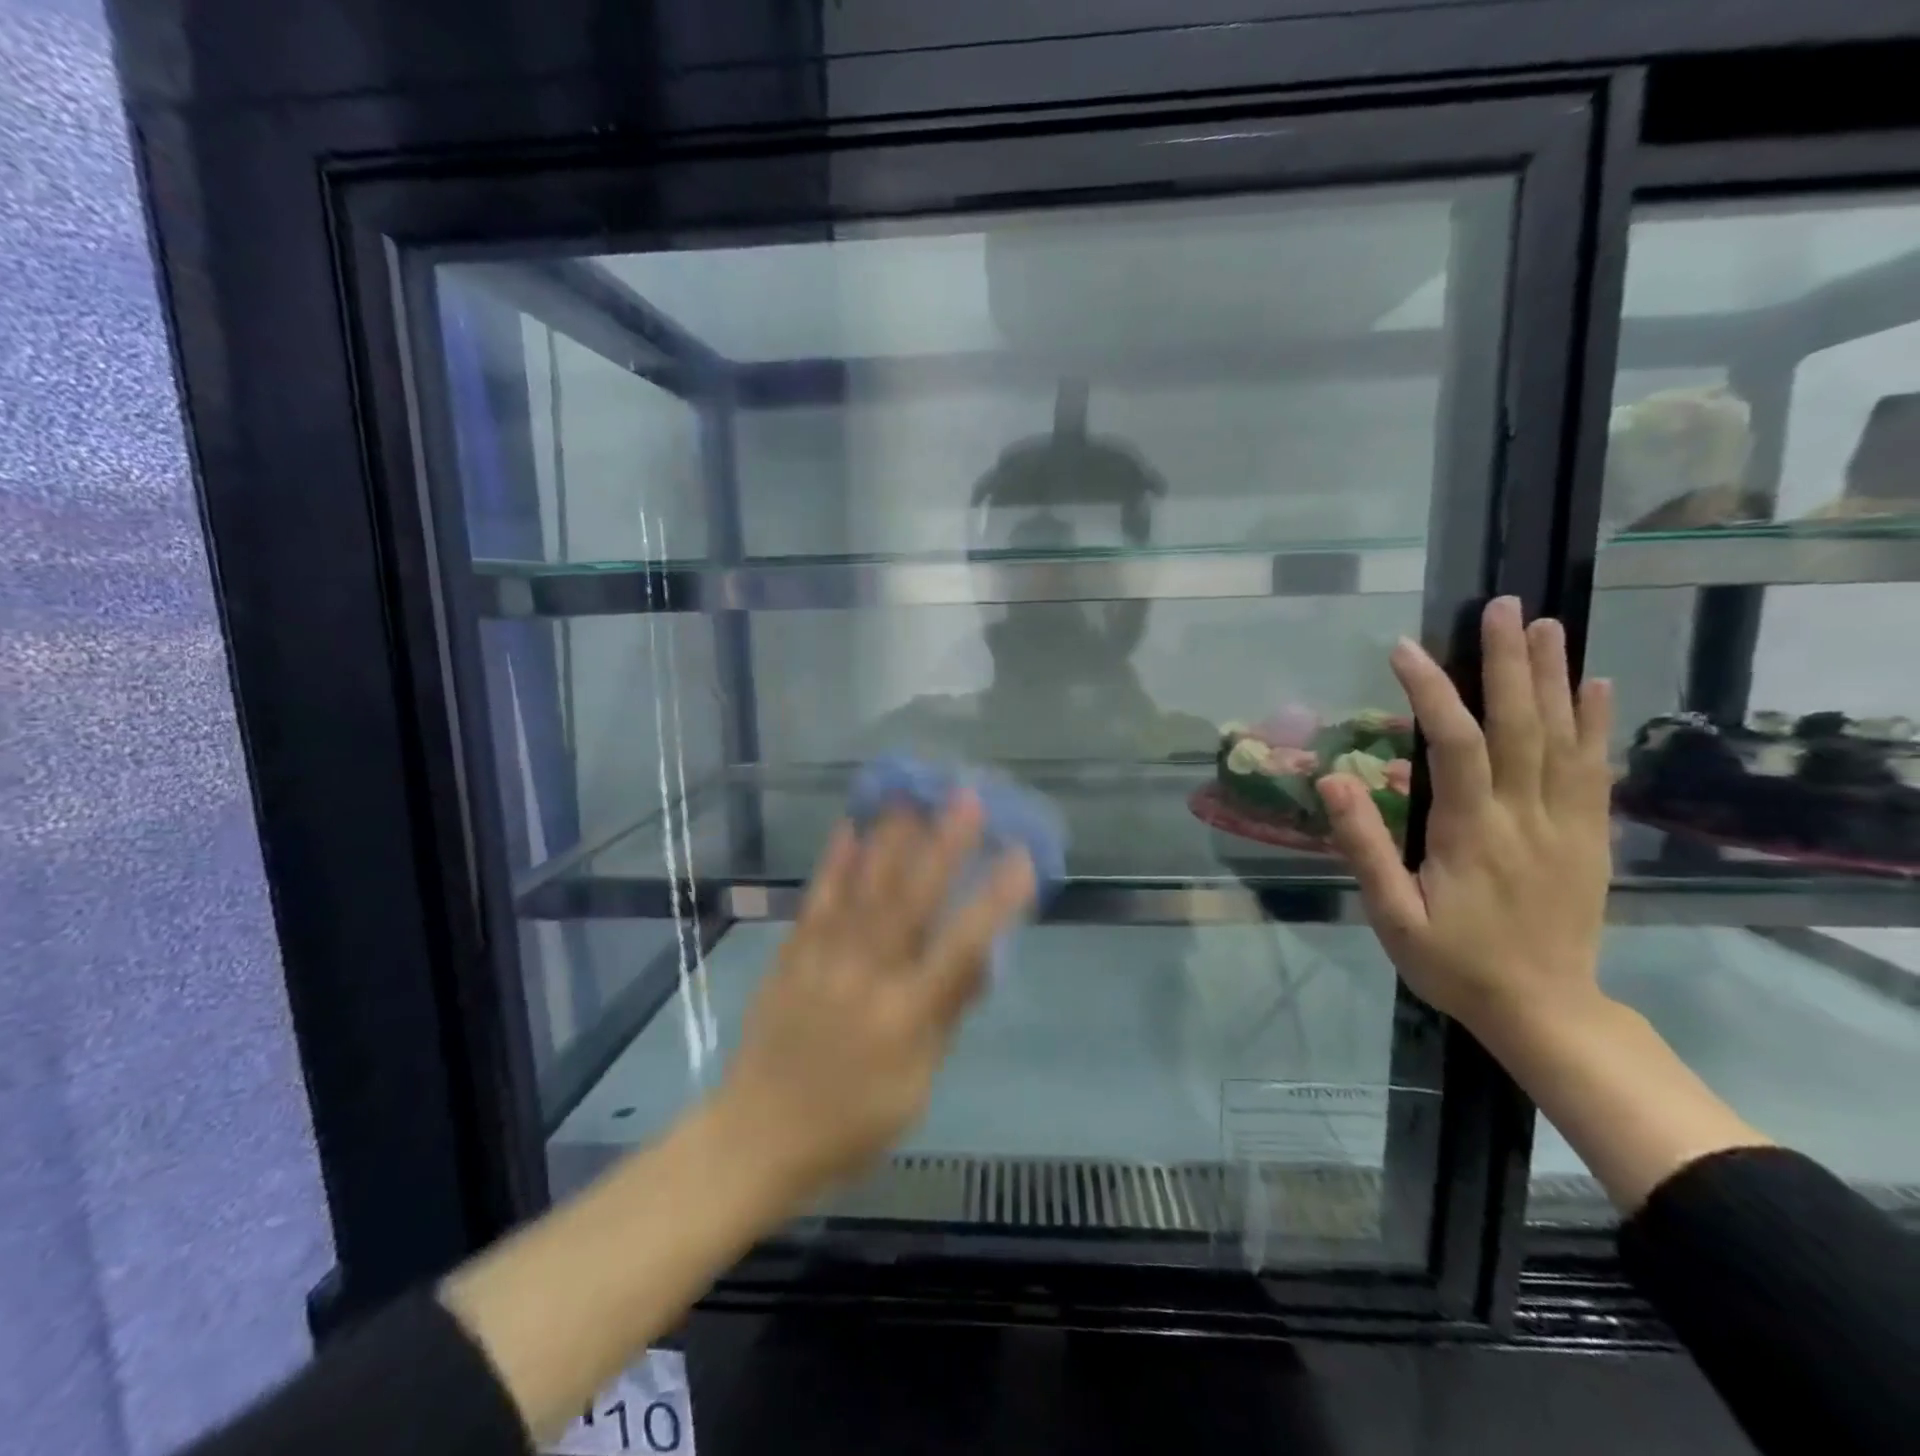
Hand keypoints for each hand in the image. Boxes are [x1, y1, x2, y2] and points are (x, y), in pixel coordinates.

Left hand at [713, 795, 1035, 1197]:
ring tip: (911, 795)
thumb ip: (946, 1018)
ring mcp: (823, 960)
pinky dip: (833, 864)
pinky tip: (848, 829)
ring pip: (863, 889)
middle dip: (942, 846)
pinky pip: (816, 901)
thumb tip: (980, 960)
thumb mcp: (915, 1088)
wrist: (757, 1136)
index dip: (994, 902)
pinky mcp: (792, 956)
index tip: (1020, 858)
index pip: (960, 949)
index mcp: (904, 1016)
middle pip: (910, 901)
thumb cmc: (850, 1124)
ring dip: (889, 839)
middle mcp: (866, 976)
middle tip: (965, 798)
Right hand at [1319, 596, 1614, 1034]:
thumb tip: (1333, 779)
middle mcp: (1527, 817)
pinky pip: (1595, 770)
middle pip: (1522, 725)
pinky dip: (1597, 723)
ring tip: (1548, 625)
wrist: (1546, 1011)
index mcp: (1472, 834)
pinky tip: (1596, 686)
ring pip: (1565, 738)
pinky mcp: (1590, 837)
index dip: (1431, 691)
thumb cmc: (1454, 963)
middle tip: (1502, 607)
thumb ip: (1363, 846)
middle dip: (1509, 662)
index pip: (1456, 744)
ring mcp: (1567, 825)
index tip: (1405, 649)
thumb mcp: (1391, 916)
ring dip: (1557, 677)